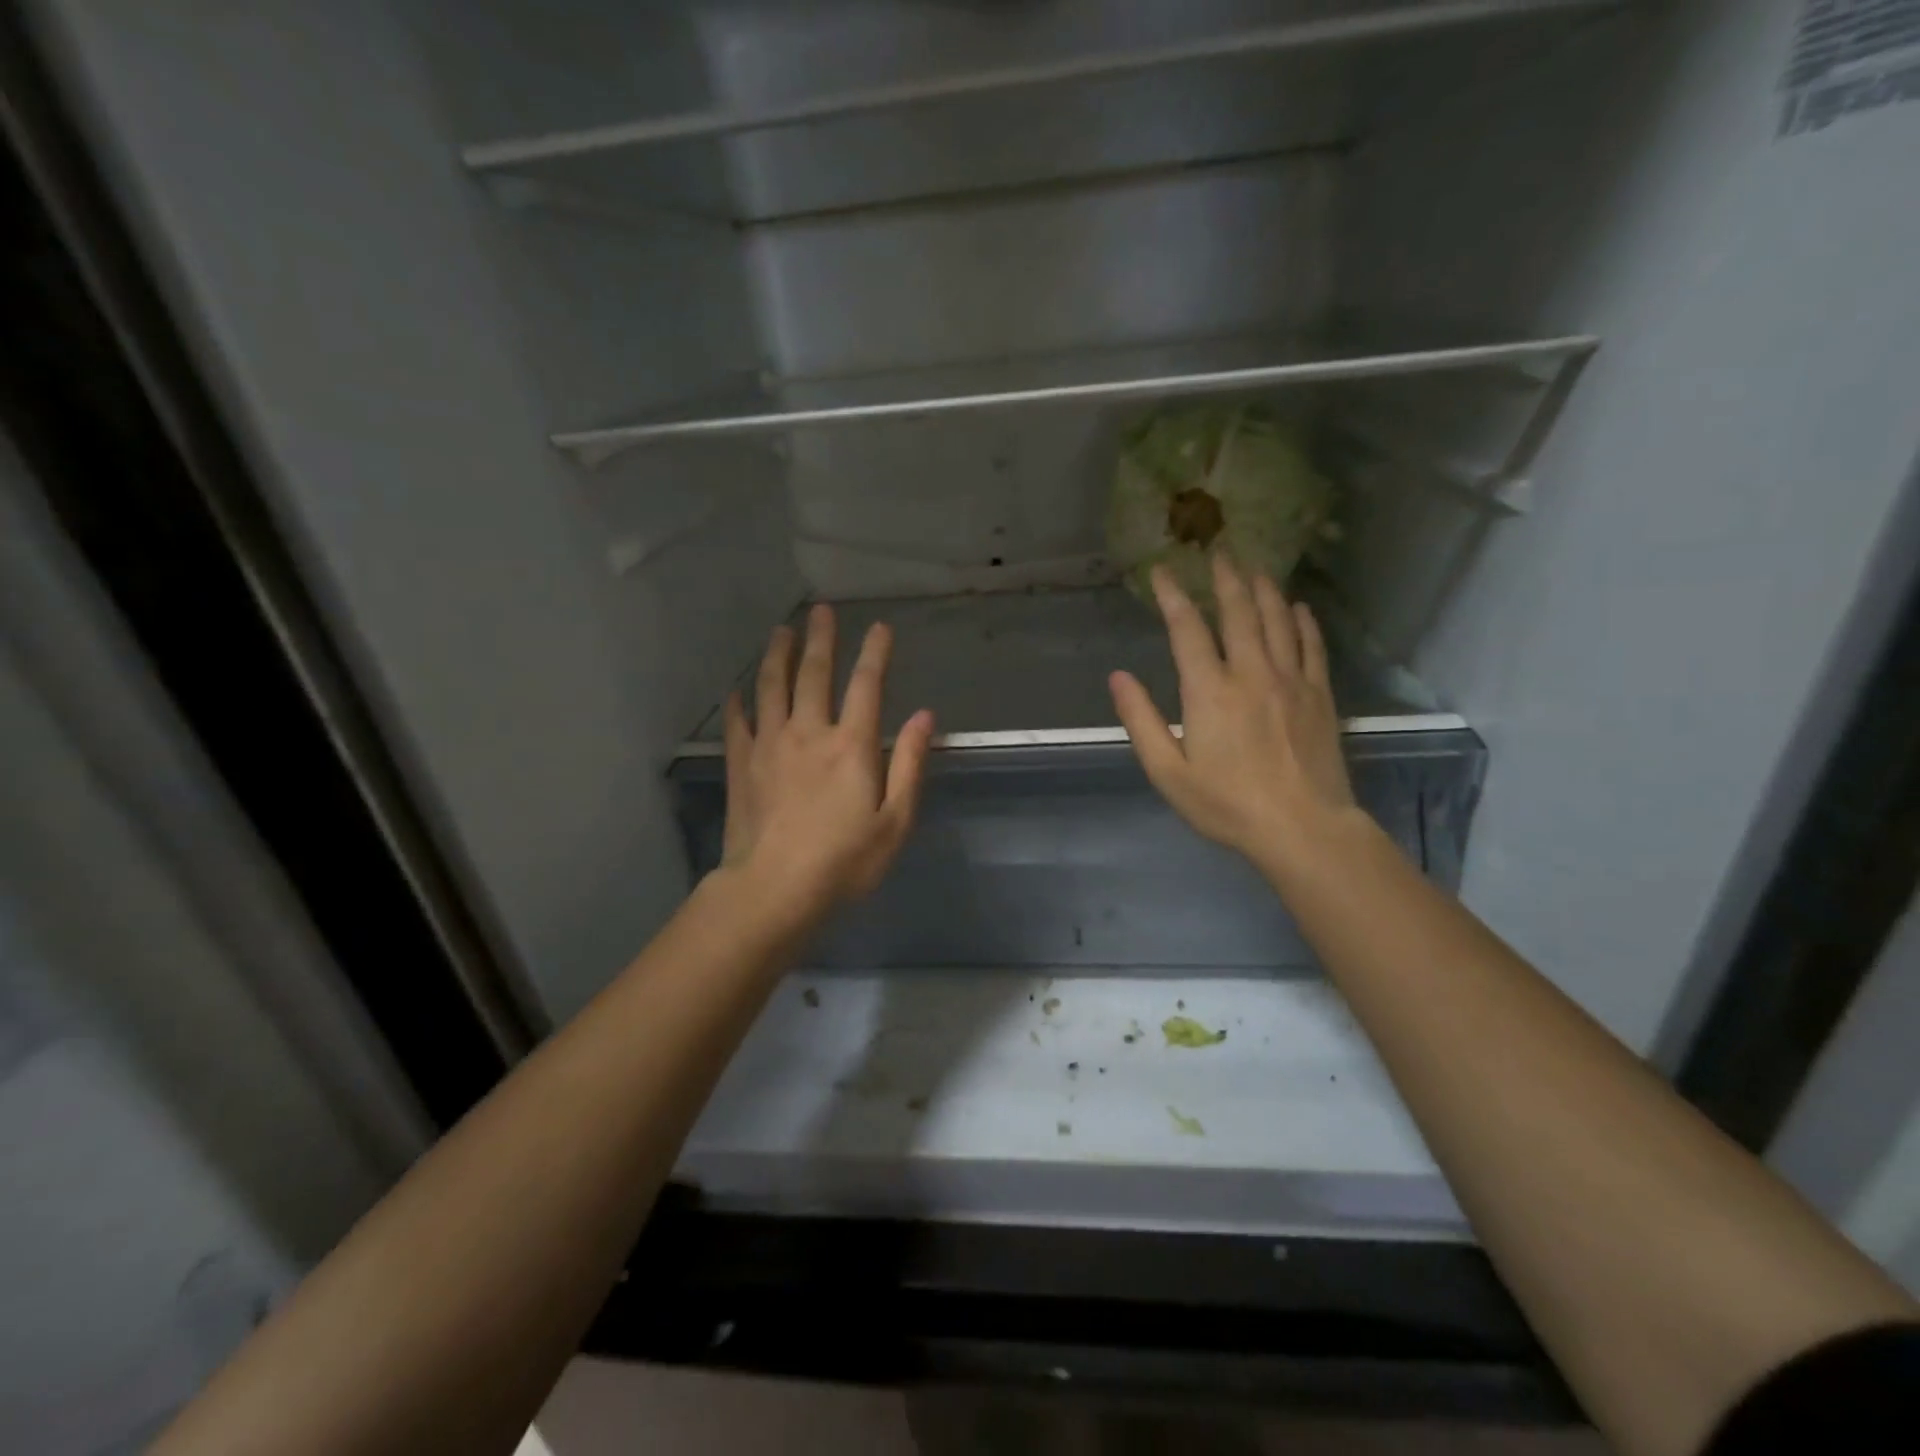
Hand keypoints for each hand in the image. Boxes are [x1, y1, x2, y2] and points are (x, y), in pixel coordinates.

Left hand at [720, 604, 934, 920]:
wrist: (773, 891)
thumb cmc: (844, 862)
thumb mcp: (895, 822)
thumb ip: (909, 765)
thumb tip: (925, 717)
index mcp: (851, 746)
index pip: (867, 686)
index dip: (875, 653)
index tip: (880, 628)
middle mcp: (809, 733)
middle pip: (814, 674)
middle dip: (821, 639)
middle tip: (821, 611)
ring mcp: (769, 746)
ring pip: (771, 687)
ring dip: (777, 655)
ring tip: (781, 631)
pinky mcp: (742, 766)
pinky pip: (738, 723)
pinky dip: (739, 702)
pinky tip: (737, 690)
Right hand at [1109, 555, 1358, 871]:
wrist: (1303, 829)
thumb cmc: (1227, 805)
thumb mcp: (1168, 772)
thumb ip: (1141, 720)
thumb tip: (1118, 677)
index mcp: (1209, 691)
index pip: (1187, 629)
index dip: (1173, 596)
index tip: (1162, 571)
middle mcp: (1252, 673)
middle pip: (1238, 612)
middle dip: (1225, 578)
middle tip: (1218, 552)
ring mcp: (1292, 681)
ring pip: (1279, 620)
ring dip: (1264, 589)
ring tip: (1255, 567)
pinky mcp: (1319, 696)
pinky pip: (1313, 646)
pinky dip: (1304, 621)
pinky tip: (1299, 607)